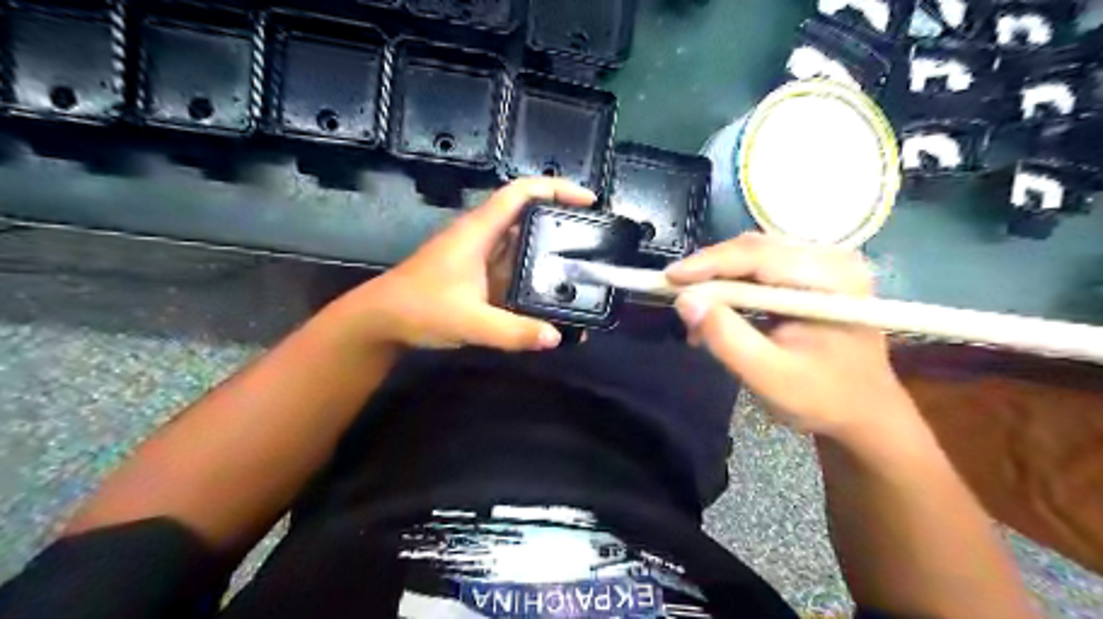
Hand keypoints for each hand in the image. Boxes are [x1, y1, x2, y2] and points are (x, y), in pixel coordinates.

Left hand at [330, 179, 594, 352]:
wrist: (381, 321)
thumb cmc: (419, 308)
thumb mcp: (470, 321)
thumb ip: (513, 331)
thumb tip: (557, 337)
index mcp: (480, 231)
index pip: (521, 193)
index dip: (556, 188)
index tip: (588, 201)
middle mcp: (483, 237)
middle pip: (528, 217)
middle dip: (561, 223)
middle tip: (594, 241)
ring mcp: (481, 257)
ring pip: (523, 245)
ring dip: (550, 254)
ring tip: (582, 269)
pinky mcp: (479, 276)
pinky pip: (514, 270)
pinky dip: (534, 279)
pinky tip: (552, 297)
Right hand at [667, 233, 917, 439]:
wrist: (864, 412)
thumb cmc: (822, 398)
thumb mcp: (769, 375)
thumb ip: (727, 338)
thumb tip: (685, 301)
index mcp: (832, 279)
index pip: (758, 255)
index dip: (708, 263)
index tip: (669, 279)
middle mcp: (832, 258)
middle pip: (754, 249)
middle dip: (710, 273)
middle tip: (679, 300)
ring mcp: (824, 263)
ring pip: (752, 256)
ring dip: (718, 281)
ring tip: (697, 313)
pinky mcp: (813, 273)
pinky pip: (761, 268)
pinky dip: (733, 287)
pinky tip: (719, 312)